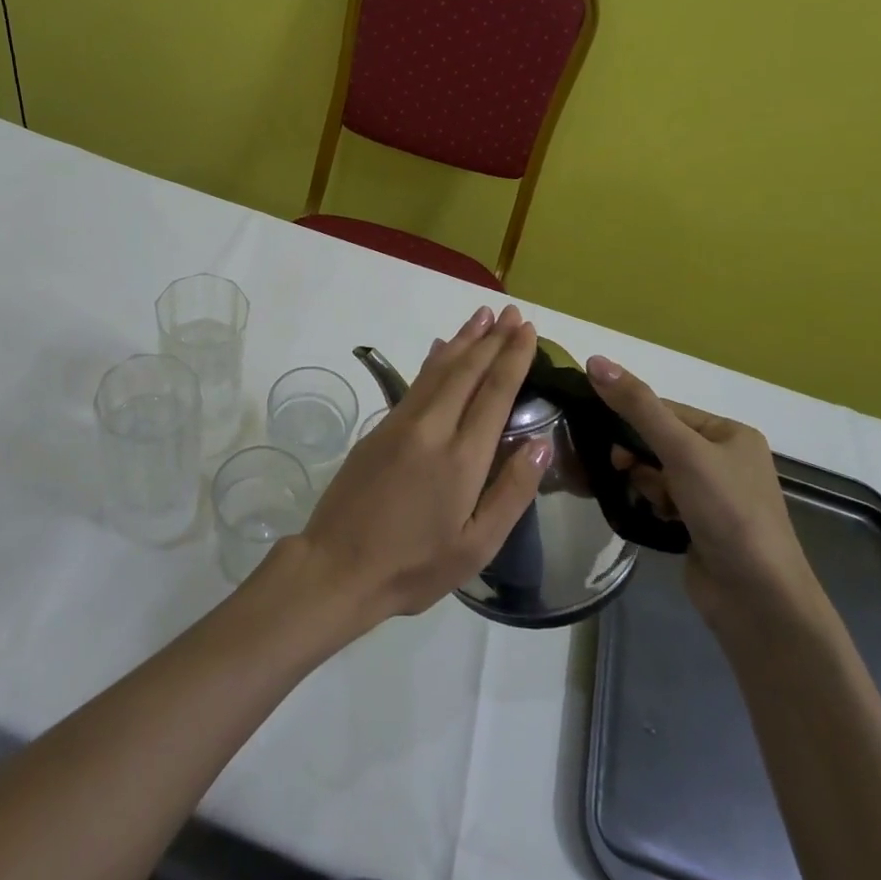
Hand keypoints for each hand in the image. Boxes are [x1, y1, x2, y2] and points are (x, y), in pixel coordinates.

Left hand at [296, 305, 546, 626]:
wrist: (337, 565)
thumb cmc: (414, 566)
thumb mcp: (476, 546)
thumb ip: (511, 492)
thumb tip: (542, 445)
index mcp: (461, 458)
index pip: (494, 393)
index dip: (512, 358)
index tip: (528, 331)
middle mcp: (432, 428)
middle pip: (467, 371)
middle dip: (492, 339)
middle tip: (513, 313)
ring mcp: (401, 424)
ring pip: (438, 369)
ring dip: (463, 340)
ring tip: (483, 316)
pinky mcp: (379, 428)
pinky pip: (415, 382)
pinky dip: (434, 360)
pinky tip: (441, 348)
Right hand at [586, 356, 821, 629]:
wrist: (759, 602)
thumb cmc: (728, 513)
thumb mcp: (682, 451)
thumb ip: (638, 407)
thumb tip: (595, 360)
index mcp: (730, 434)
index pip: (665, 410)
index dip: (631, 418)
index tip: (601, 432)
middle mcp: (724, 461)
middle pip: (658, 441)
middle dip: (635, 455)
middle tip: (619, 468)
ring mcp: (713, 497)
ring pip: (655, 472)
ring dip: (643, 482)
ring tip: (646, 500)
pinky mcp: (699, 527)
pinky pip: (660, 500)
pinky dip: (649, 504)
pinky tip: (648, 516)